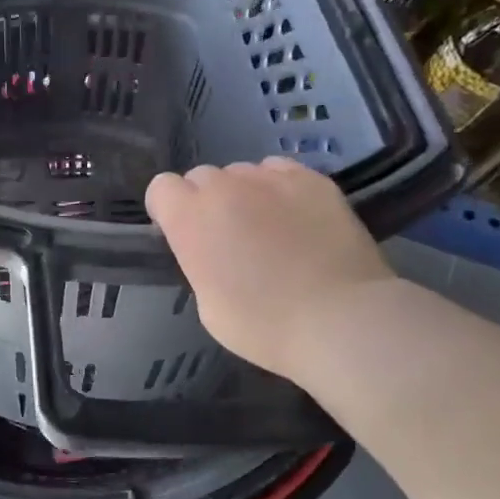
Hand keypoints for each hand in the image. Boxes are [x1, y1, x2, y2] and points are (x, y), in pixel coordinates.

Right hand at [146, 159, 394, 385]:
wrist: (338, 319)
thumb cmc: (263, 326)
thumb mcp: (208, 305)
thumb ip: (200, 262)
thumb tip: (212, 250)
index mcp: (191, 219)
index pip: (161, 188)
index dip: (169, 210)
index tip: (183, 235)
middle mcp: (225, 187)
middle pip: (202, 178)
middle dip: (207, 202)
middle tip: (229, 239)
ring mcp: (272, 178)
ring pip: (243, 173)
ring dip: (245, 194)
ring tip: (268, 228)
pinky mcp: (313, 179)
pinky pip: (281, 172)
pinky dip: (280, 189)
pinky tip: (297, 218)